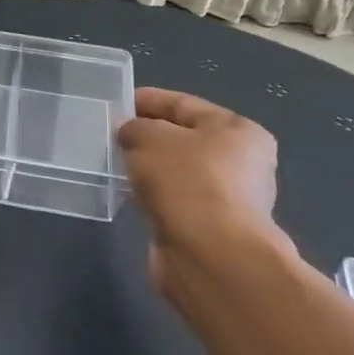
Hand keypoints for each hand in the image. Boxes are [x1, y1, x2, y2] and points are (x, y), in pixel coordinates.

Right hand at [117, 89, 291, 299]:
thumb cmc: (185, 181)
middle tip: (111, 136)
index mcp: (237, 130)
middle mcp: (242, 162)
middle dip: (148, 136)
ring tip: (115, 165)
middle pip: (184, 139)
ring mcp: (229, 199)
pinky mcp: (211, 229)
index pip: (184, 104)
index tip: (116, 103)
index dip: (148, 100)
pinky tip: (130, 195)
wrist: (208, 254)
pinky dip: (154, 196)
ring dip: (150, 169)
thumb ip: (133, 127)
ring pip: (178, 172)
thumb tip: (130, 134)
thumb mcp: (148, 137)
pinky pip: (175, 201)